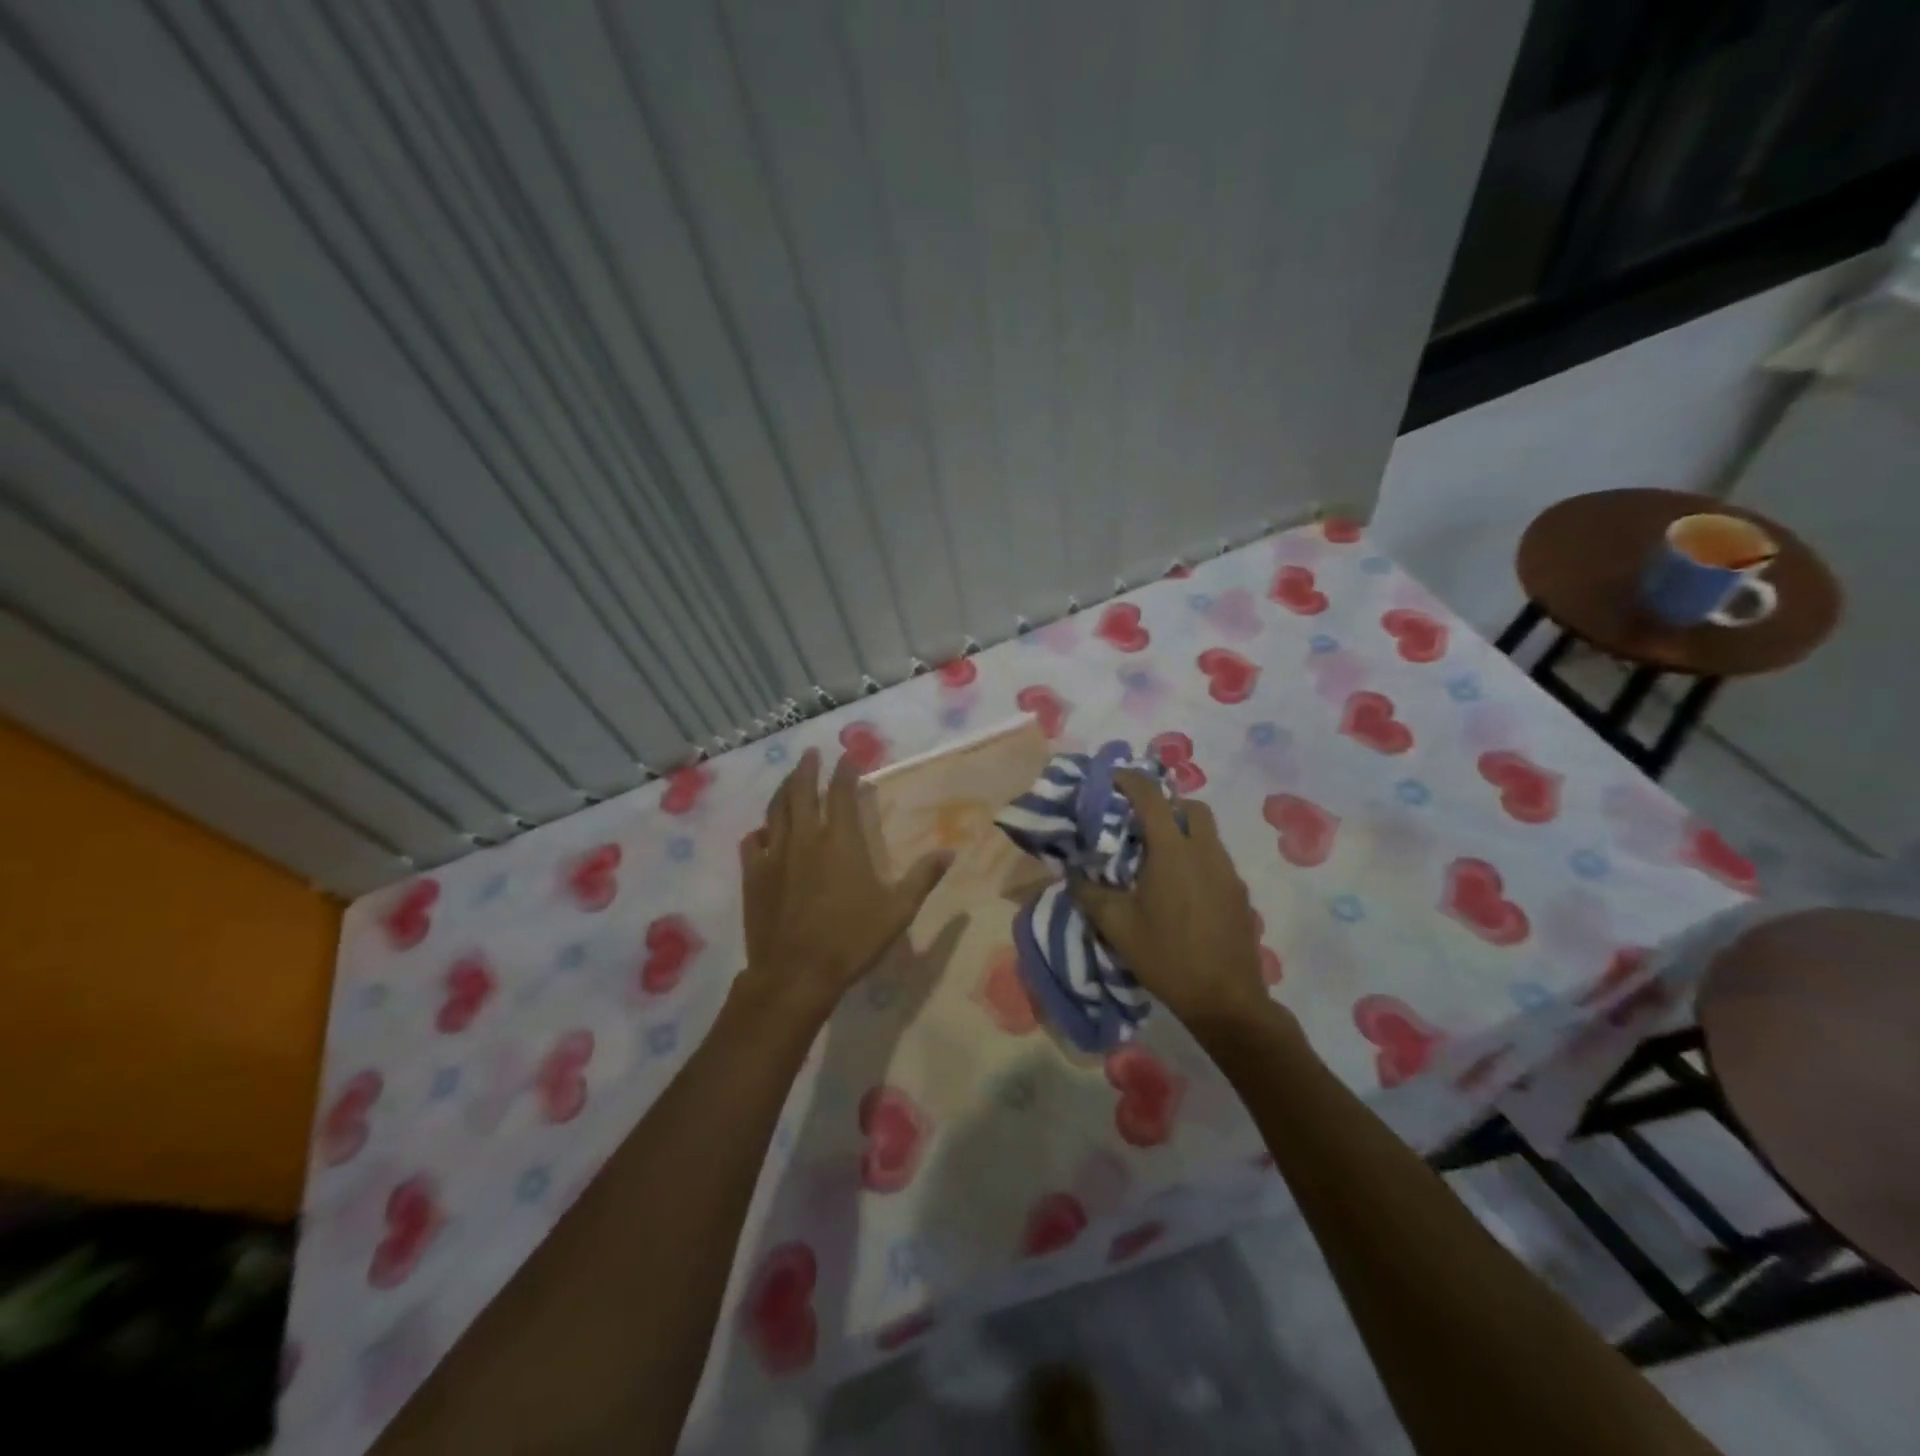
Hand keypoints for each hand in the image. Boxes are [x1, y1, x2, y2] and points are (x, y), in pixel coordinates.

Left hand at [738, 748, 951, 1018]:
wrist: (796, 974)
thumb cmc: (852, 940)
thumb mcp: (898, 911)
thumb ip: (923, 877)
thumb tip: (950, 852)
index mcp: (841, 841)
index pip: (840, 792)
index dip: (845, 771)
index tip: (848, 756)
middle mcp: (805, 838)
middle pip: (801, 791)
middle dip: (807, 768)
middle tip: (811, 753)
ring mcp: (775, 855)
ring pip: (775, 810)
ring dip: (783, 789)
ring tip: (789, 778)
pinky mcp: (753, 875)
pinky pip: (752, 841)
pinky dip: (760, 830)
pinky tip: (764, 830)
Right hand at [1070, 772, 1272, 1032]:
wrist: (1226, 1000)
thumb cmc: (1167, 957)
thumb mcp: (1117, 927)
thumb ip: (1091, 893)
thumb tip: (1074, 874)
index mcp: (1173, 852)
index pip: (1152, 797)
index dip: (1130, 780)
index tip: (1111, 778)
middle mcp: (1205, 852)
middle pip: (1191, 806)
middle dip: (1165, 804)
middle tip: (1139, 823)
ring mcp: (1228, 873)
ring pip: (1207, 833)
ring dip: (1182, 832)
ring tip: (1157, 858)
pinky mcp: (1240, 894)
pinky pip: (1216, 860)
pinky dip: (1197, 858)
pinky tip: (1180, 891)